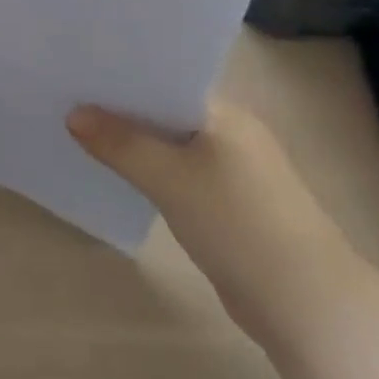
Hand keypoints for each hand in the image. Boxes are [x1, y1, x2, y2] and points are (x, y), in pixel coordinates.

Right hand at [68, 100, 357, 336]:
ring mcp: (233, 171)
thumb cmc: (239, 224)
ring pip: (170, 145)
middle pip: (164, 110)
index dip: (124, 74)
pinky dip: (151, 173)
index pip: (165, 77)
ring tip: (82, 133)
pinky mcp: (230, 206)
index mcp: (223, 112)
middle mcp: (230, 132)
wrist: (308, 308)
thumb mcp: (170, 178)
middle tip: (69, 97)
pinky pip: (179, 175)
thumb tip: (73, 114)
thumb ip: (120, 143)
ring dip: (135, 143)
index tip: (80, 70)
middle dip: (122, 108)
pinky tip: (120, 177)